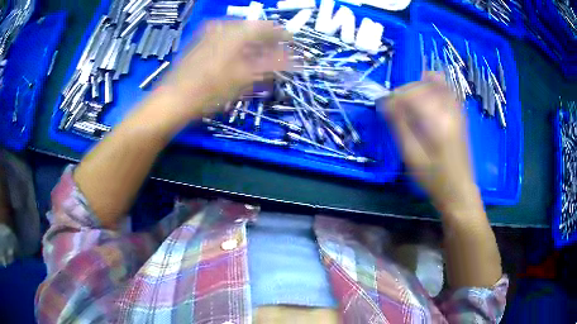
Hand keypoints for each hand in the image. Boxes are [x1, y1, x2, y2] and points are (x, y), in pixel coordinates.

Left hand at [162, 20, 291, 116]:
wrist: (174, 99)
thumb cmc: (211, 89)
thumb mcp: (245, 78)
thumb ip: (272, 64)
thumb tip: (294, 59)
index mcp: (237, 31)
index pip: (268, 27)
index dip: (282, 36)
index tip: (292, 44)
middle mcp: (223, 25)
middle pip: (253, 28)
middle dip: (267, 41)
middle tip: (277, 55)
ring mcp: (209, 32)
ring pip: (239, 33)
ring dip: (252, 44)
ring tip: (260, 58)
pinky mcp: (200, 41)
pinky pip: (226, 38)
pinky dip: (237, 46)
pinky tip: (239, 58)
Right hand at [381, 72, 479, 213]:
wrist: (459, 190)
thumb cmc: (433, 178)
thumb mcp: (411, 156)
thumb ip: (399, 125)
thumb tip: (386, 103)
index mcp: (435, 121)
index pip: (411, 93)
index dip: (394, 96)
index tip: (384, 107)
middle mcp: (448, 109)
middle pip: (422, 84)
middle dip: (405, 91)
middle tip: (395, 107)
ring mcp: (457, 110)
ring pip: (436, 83)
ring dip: (419, 87)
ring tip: (410, 102)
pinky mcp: (460, 115)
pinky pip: (447, 90)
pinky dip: (435, 86)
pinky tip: (427, 96)